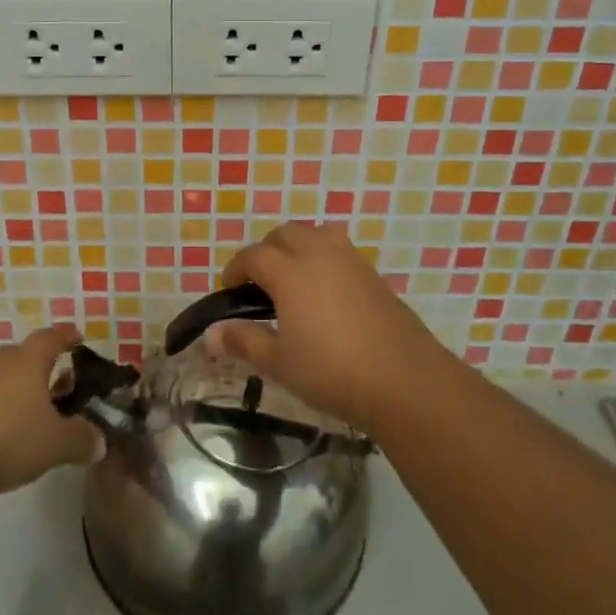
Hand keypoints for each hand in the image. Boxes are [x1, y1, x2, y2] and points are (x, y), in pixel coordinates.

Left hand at [0, 323, 100, 496]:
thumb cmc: (8, 437)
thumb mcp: (56, 444)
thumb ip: (81, 440)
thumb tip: (99, 442)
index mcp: (28, 361)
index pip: (51, 338)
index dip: (66, 336)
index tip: (77, 337)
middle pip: (23, 356)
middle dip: (41, 368)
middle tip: (57, 385)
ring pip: (0, 378)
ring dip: (16, 391)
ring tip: (29, 414)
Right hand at [213, 222, 448, 431]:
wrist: (404, 380)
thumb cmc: (331, 371)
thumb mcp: (279, 362)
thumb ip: (244, 341)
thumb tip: (211, 334)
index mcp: (290, 272)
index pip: (253, 255)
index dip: (236, 268)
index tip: (230, 288)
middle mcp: (319, 255)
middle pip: (285, 234)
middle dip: (266, 250)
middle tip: (259, 281)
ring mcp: (352, 261)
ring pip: (317, 234)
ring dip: (298, 246)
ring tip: (293, 278)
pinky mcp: (374, 275)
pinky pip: (340, 251)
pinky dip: (324, 258)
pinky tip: (325, 292)